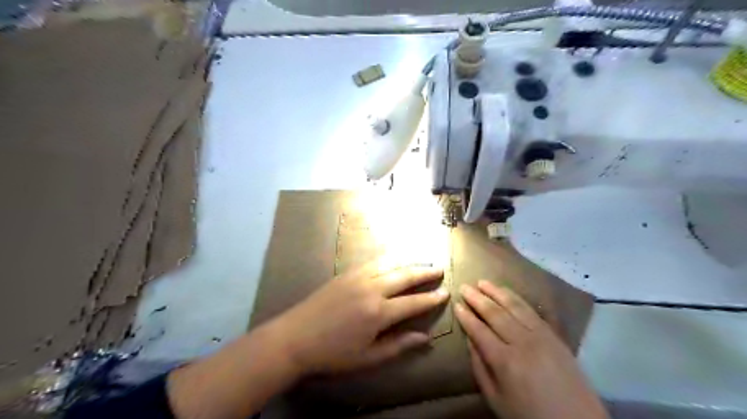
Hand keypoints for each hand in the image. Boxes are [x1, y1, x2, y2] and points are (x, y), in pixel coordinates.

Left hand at [270, 264, 448, 373]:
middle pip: (404, 276)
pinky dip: (388, 258)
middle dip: (424, 272)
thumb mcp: (368, 358)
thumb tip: (425, 337)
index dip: (432, 298)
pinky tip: (394, 258)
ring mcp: (358, 277)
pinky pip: (373, 261)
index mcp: (379, 313)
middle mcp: (372, 289)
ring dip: (408, 261)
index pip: (413, 302)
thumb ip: (399, 346)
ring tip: (422, 260)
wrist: (294, 338)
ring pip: (390, 263)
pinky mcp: (346, 273)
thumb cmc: (332, 354)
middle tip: (440, 268)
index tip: (446, 292)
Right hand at [456, 280, 605, 417]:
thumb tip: (470, 340)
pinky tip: (508, 293)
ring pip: (514, 306)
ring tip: (483, 282)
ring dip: (496, 292)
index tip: (456, 305)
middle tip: (464, 287)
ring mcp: (541, 335)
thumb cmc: (530, 414)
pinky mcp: (554, 335)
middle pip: (495, 313)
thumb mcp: (496, 399)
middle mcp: (522, 342)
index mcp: (505, 361)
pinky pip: (532, 311)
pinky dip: (517, 298)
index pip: (479, 330)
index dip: (466, 317)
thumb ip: (480, 368)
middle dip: (477, 298)